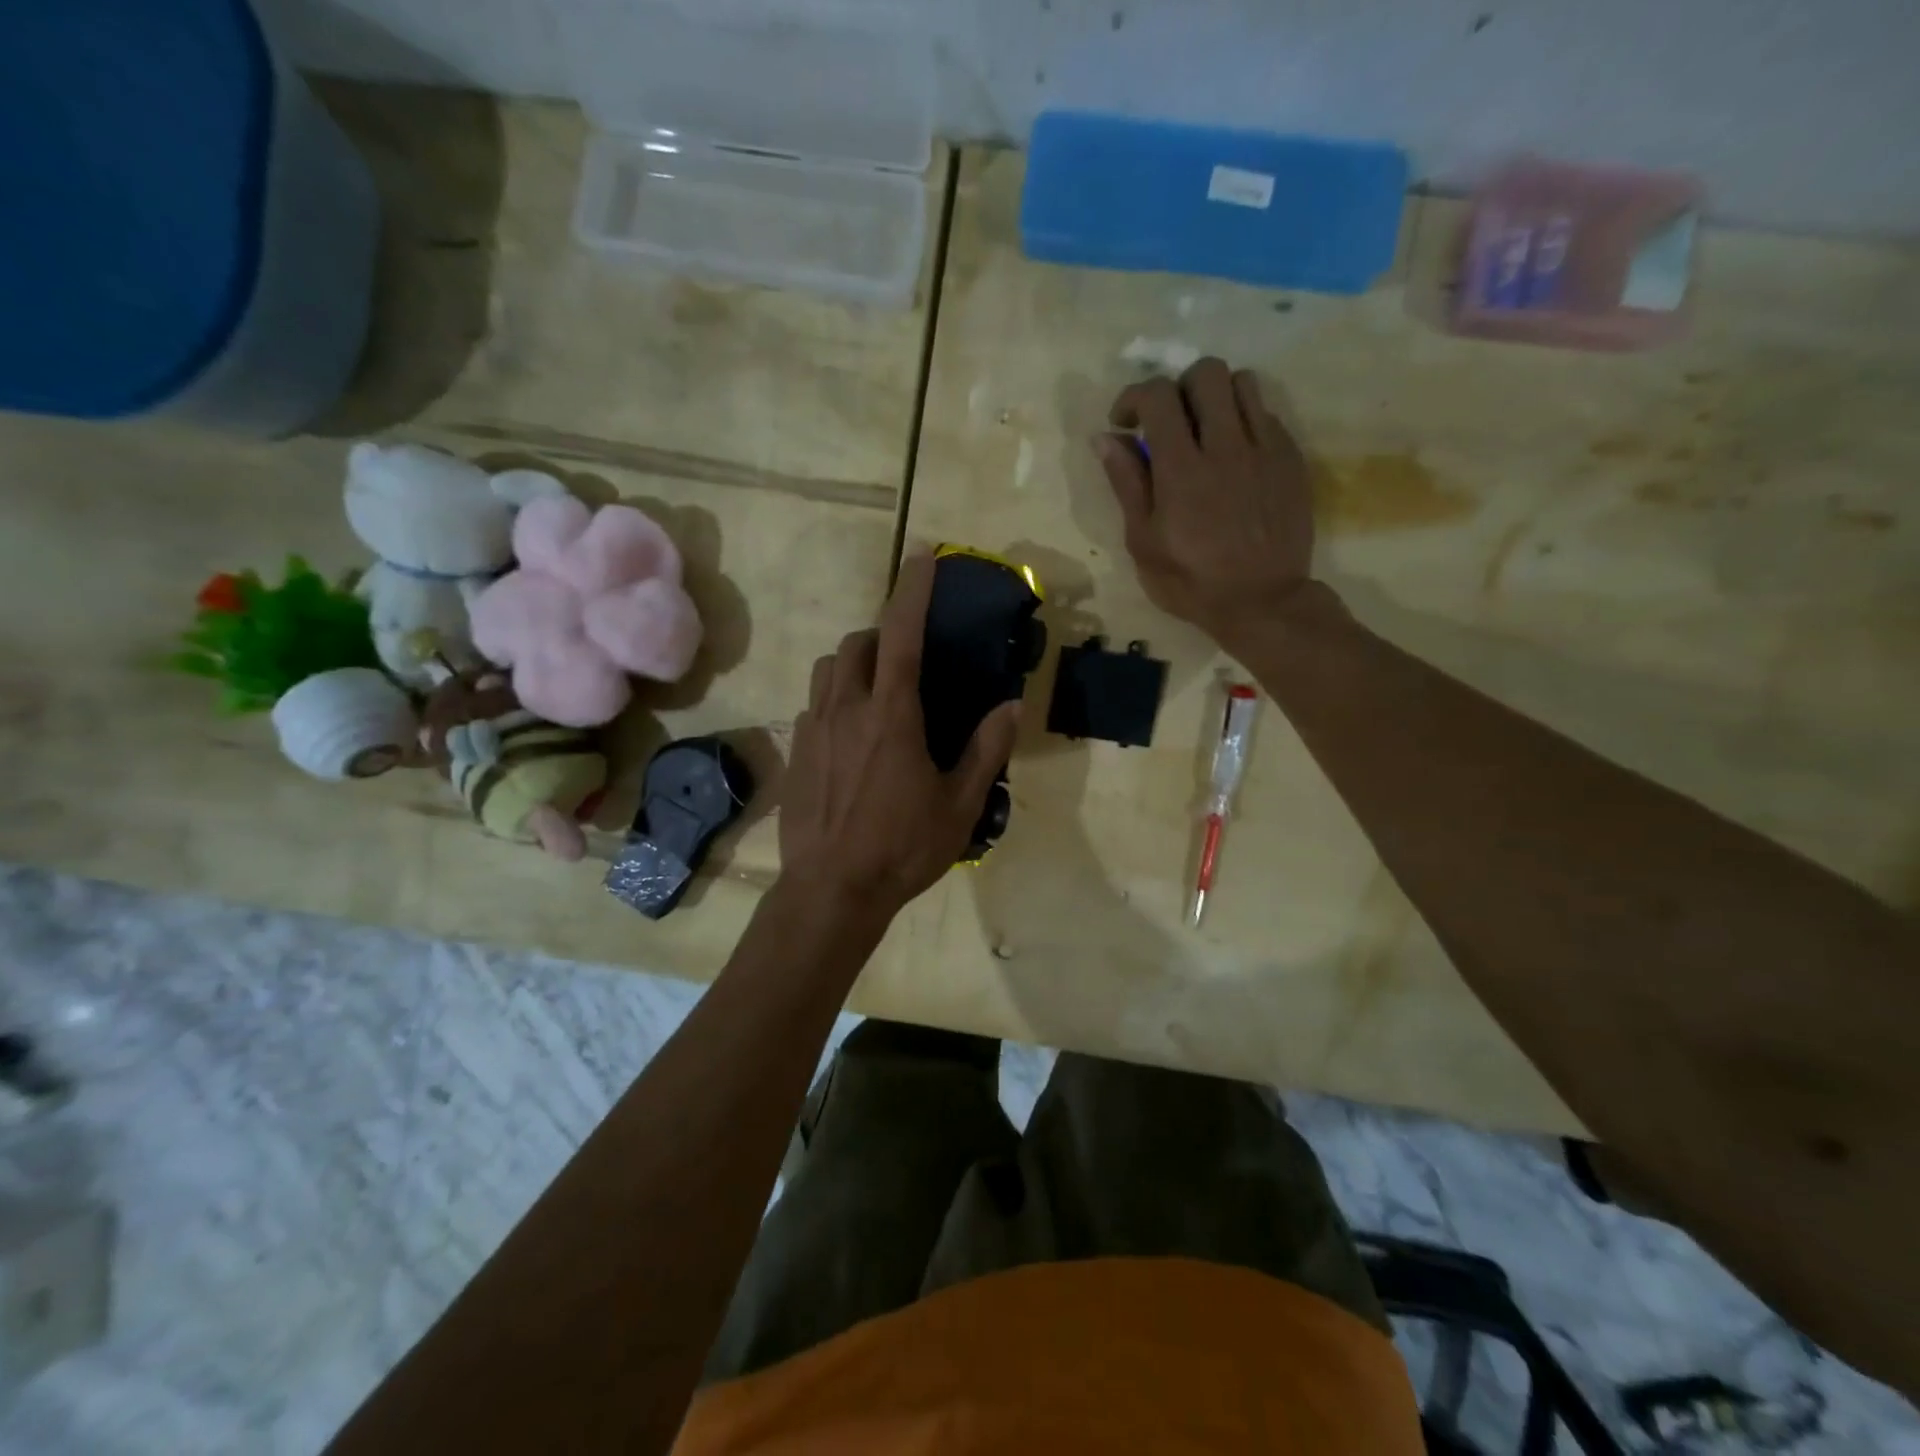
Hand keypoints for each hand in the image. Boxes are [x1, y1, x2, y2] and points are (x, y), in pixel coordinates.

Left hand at [779, 552, 1021, 923]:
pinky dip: (835, 699)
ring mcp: (813, 728)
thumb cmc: (903, 848)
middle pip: (857, 644)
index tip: (923, 555)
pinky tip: (850, 734)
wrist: (832, 890)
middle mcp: (847, 709)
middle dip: (881, 635)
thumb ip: (987, 749)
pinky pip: (814, 704)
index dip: (912, 589)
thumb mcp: (960, 804)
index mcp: (892, 714)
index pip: (900, 633)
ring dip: (853, 663)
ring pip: (828, 669)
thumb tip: (1012, 705)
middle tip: (906, 659)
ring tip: (876, 690)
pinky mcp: (796, 752)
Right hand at [1095, 358, 1319, 647]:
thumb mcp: (1144, 542)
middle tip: (1169, 423)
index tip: (1125, 423)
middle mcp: (1226, 446)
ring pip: (1243, 383)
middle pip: (1206, 372)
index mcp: (1182, 469)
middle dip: (1178, 388)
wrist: (1263, 602)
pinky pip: (1268, 413)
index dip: (1134, 397)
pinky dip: (1244, 421)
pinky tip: (1234, 456)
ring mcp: (1265, 449)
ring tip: (1205, 432)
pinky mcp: (1291, 459)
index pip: (1159, 395)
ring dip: (1216, 398)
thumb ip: (1127, 484)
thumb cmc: (1191, 582)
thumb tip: (1106, 437)